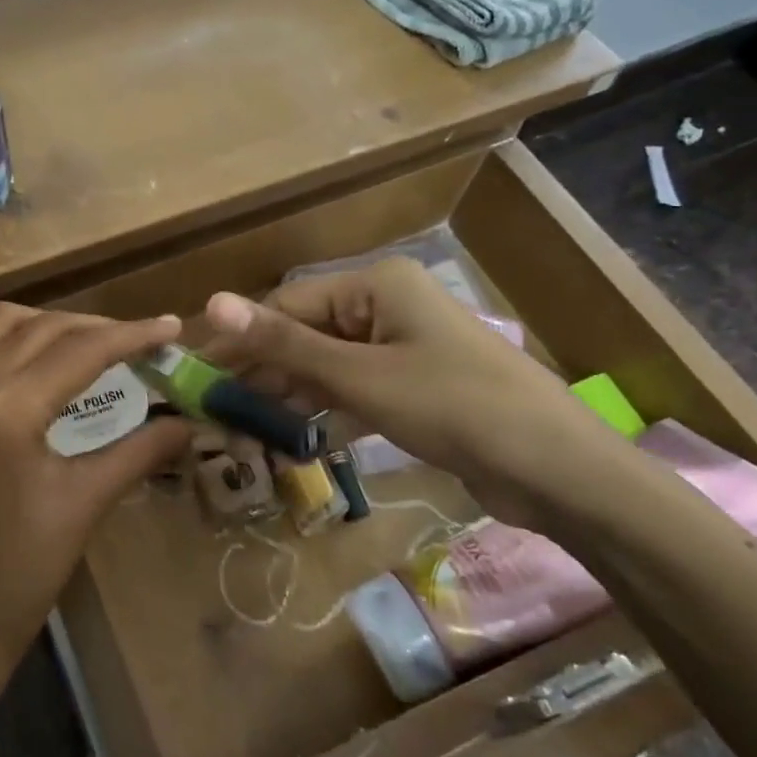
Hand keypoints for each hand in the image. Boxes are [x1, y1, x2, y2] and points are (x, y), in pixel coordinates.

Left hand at [0, 305, 193, 691]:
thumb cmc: (24, 569)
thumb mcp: (87, 503)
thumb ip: (141, 450)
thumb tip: (189, 420)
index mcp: (5, 409)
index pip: (81, 350)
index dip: (132, 335)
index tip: (172, 328)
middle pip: (42, 328)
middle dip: (96, 328)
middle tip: (140, 343)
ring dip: (44, 324)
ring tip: (85, 345)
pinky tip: (21, 361)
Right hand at [199, 260, 634, 529]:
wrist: (557, 470)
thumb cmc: (453, 406)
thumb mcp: (359, 376)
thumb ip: (283, 344)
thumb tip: (212, 301)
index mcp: (375, 285)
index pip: (288, 303)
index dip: (241, 338)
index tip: (198, 373)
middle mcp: (387, 306)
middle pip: (307, 334)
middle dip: (264, 372)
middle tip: (216, 410)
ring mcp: (403, 348)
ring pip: (328, 365)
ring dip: (290, 396)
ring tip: (244, 430)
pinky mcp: (415, 387)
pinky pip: (355, 391)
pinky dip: (326, 413)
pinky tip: (294, 440)